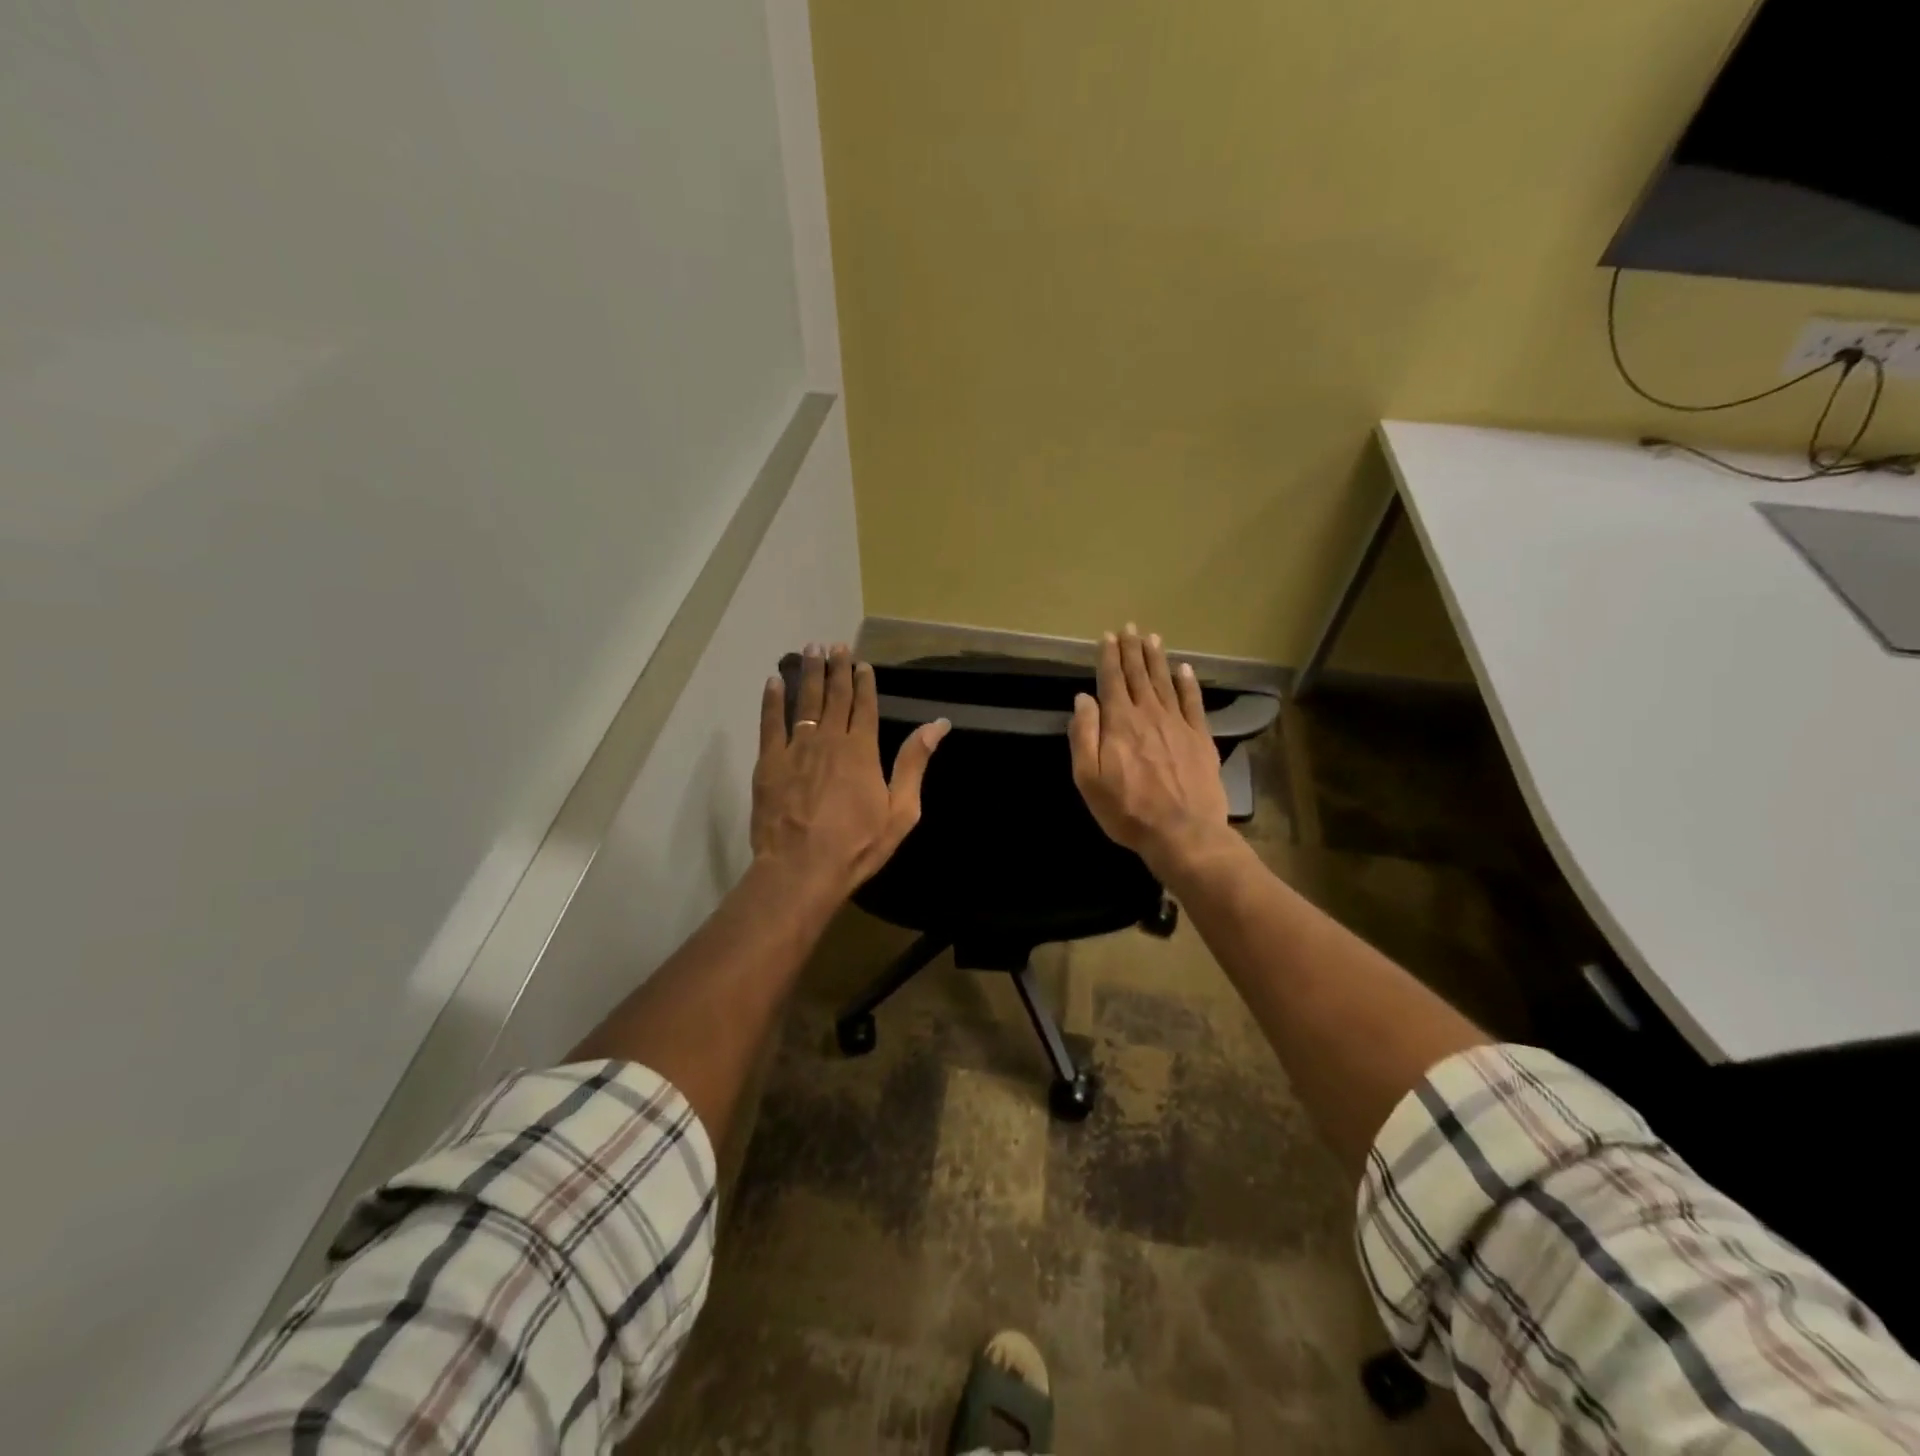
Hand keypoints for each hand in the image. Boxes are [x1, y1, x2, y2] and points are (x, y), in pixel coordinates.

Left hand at [752, 644, 949, 900]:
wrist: (801, 869)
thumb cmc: (857, 845)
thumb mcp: (900, 811)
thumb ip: (914, 763)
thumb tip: (938, 725)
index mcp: (862, 750)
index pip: (864, 706)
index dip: (864, 682)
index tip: (862, 664)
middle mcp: (829, 739)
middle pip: (835, 696)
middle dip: (837, 668)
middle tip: (835, 645)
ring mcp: (796, 748)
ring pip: (805, 702)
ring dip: (810, 674)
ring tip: (810, 650)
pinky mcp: (769, 762)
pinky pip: (770, 722)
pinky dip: (773, 700)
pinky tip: (774, 681)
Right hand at [1069, 624, 1233, 879]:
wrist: (1183, 832)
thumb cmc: (1127, 809)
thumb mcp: (1088, 778)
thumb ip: (1084, 735)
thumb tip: (1083, 699)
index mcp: (1119, 723)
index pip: (1111, 681)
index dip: (1109, 657)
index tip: (1108, 637)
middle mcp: (1149, 714)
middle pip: (1138, 675)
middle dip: (1132, 650)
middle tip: (1130, 628)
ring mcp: (1178, 724)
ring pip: (1165, 683)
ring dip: (1157, 659)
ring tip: (1152, 638)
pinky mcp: (1200, 738)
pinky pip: (1193, 702)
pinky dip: (1188, 683)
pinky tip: (1185, 669)